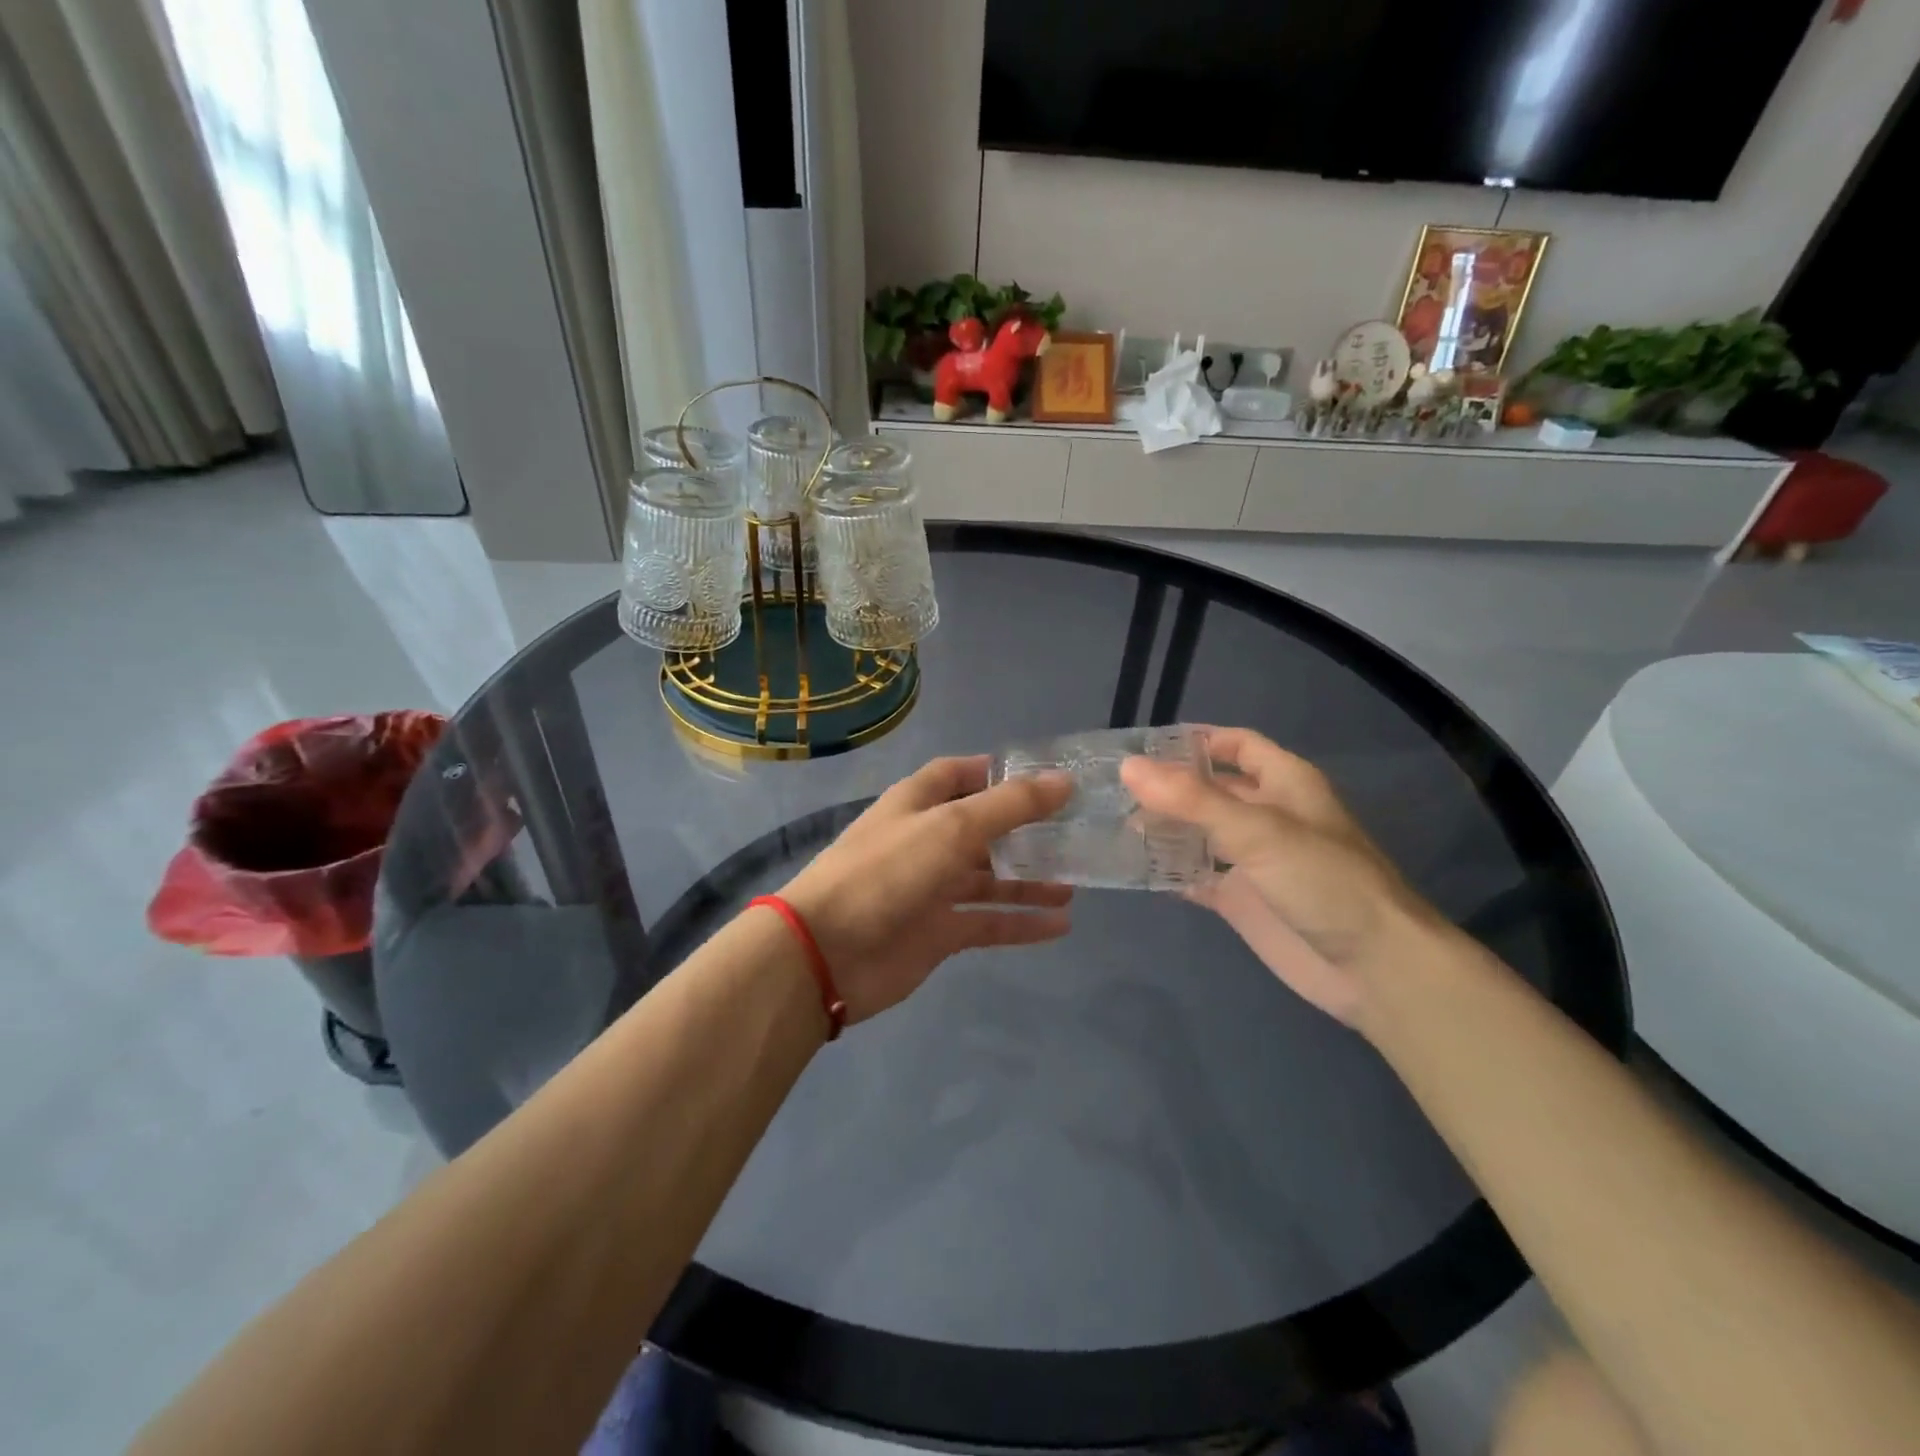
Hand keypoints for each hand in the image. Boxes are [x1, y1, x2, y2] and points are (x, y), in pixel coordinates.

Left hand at [778, 757, 1074, 1023]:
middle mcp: (926, 840)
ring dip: (1029, 879)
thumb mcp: (951, 827)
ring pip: (990, 878)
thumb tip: (1064, 780)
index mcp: (918, 803)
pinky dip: (1021, 923)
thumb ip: (1010, 806)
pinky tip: (1060, 925)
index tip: (1044, 777)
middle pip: (982, 828)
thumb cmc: (887, 871)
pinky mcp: (937, 932)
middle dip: (1024, 829)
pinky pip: (987, 922)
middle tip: (1076, 832)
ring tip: (1076, 881)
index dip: (996, 772)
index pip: (959, 774)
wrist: (827, 952)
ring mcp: (931, 888)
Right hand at [1121, 728, 1445, 1026]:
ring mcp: (1252, 859)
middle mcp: (1266, 814)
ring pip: (1198, 832)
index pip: (1235, 744)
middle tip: (1111, 787)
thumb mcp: (1258, 830)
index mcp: (1284, 782)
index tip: (1142, 746)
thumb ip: (1192, 799)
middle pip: (1210, 788)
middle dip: (1167, 786)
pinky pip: (1195, 876)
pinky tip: (1133, 868)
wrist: (1372, 968)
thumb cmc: (1323, 881)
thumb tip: (1129, 767)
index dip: (1194, 740)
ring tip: (1111, 823)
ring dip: (1162, 827)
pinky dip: (1168, 871)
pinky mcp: (1241, 899)